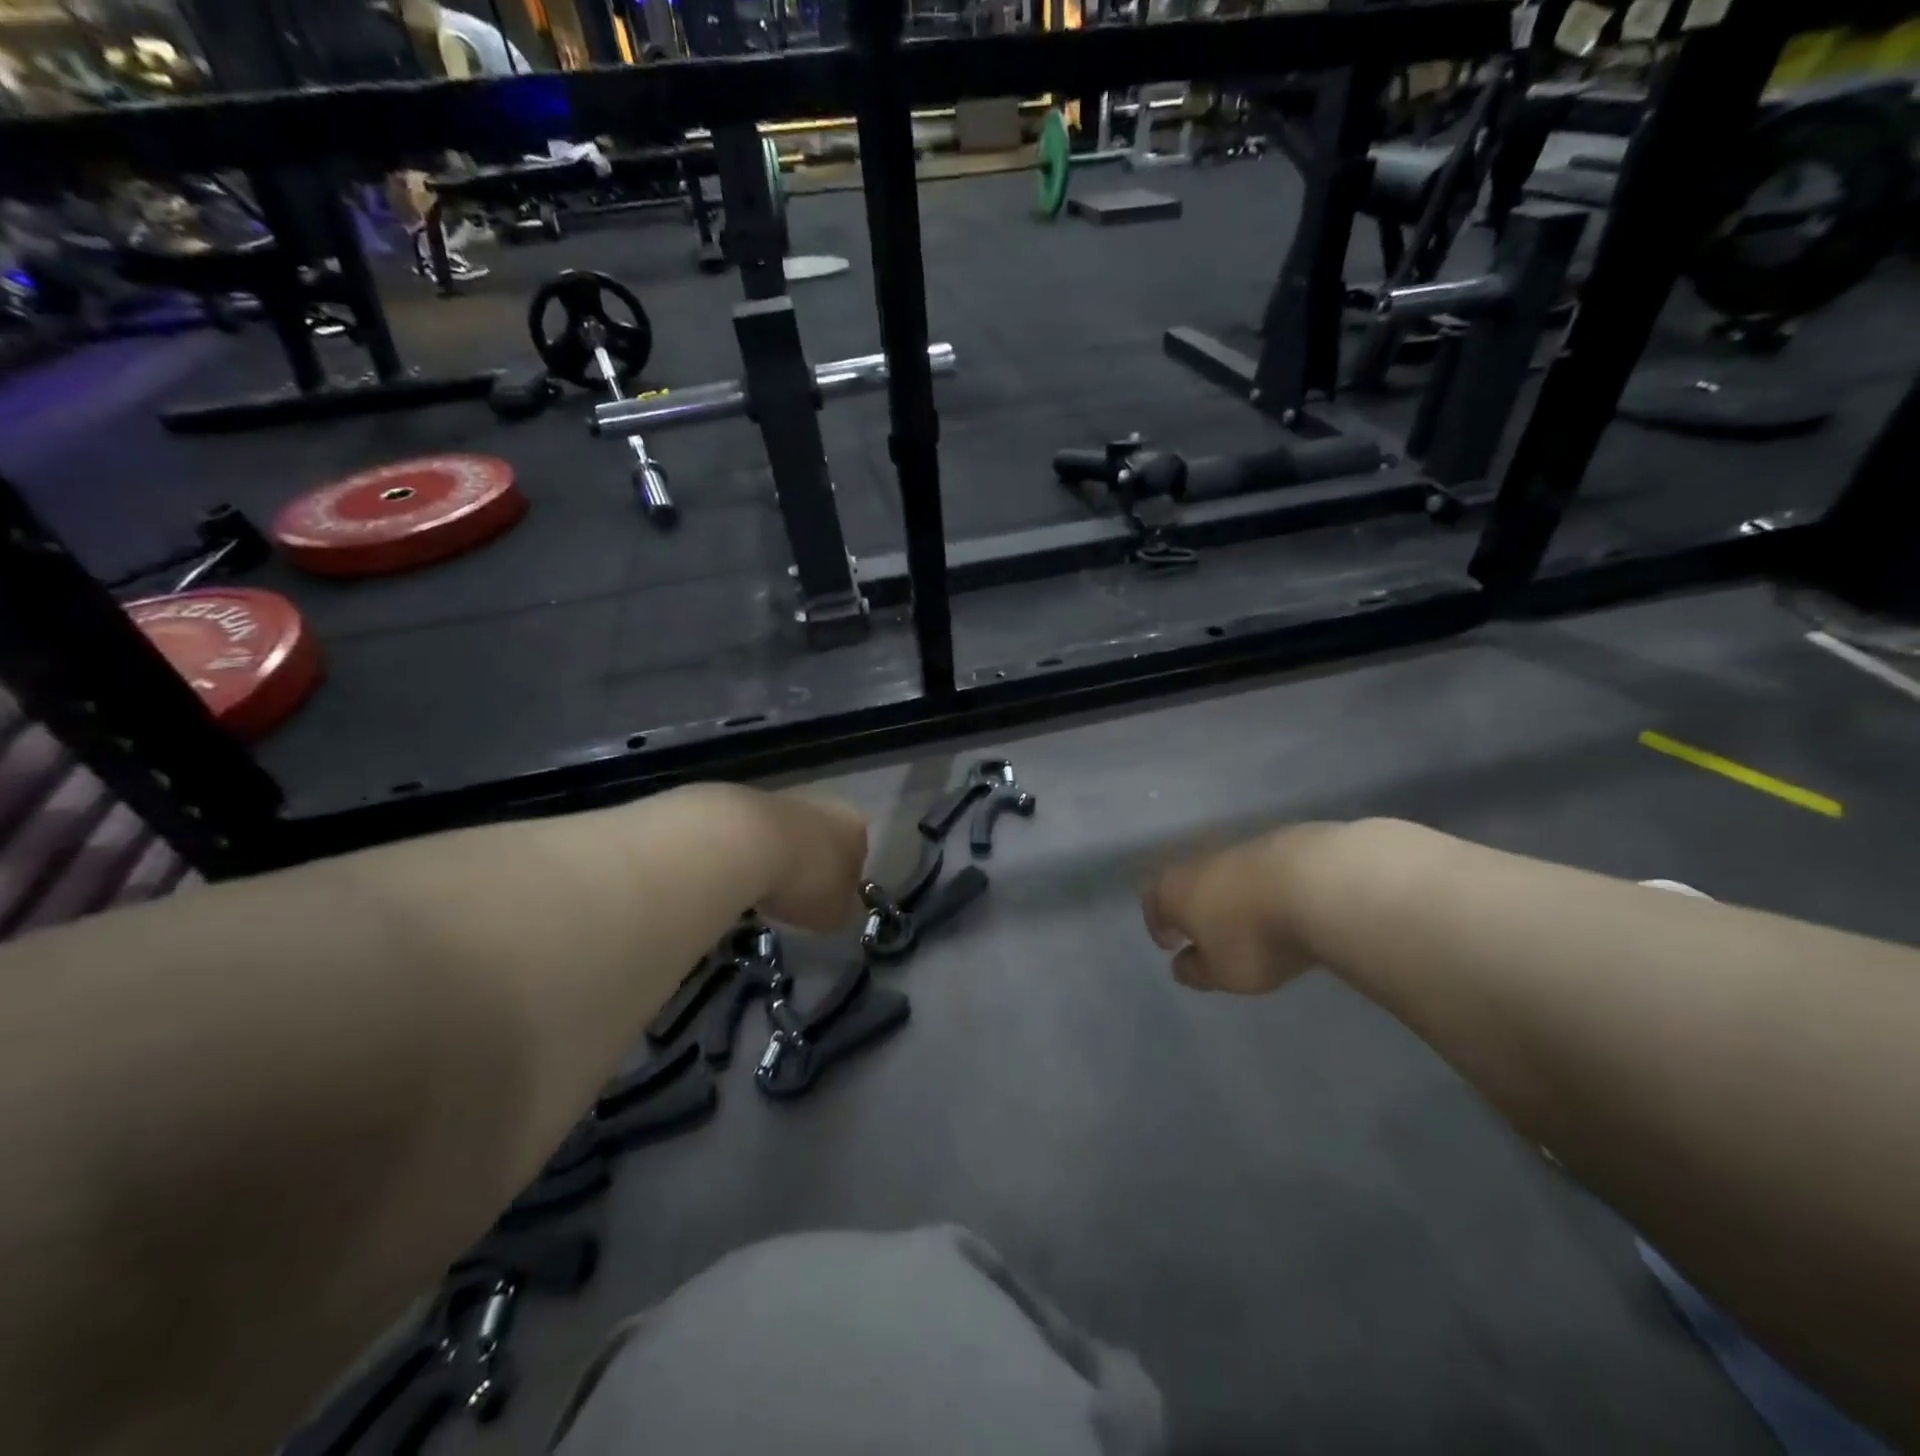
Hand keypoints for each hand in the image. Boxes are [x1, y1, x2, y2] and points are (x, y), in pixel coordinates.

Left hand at [751, 791, 868, 932]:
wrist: (745, 843)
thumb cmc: (805, 881)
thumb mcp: (835, 914)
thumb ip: (843, 909)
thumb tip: (840, 905)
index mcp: (858, 830)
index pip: (858, 859)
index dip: (843, 884)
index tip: (826, 903)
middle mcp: (829, 807)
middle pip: (824, 842)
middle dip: (812, 866)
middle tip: (795, 896)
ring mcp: (789, 801)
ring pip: (792, 835)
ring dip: (782, 858)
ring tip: (763, 888)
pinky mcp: (751, 801)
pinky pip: (760, 834)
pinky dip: (754, 852)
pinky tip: (741, 873)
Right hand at [1142, 825, 1339, 993]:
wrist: (1319, 885)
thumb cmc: (1255, 936)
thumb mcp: (1222, 972)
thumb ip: (1197, 971)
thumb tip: (1181, 965)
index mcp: (1174, 892)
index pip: (1153, 905)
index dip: (1158, 925)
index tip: (1171, 944)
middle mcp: (1198, 864)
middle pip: (1185, 884)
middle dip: (1192, 907)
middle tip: (1205, 931)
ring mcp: (1239, 848)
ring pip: (1223, 874)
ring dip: (1229, 896)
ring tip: (1248, 920)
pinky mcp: (1278, 842)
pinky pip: (1258, 870)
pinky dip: (1261, 886)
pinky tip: (1281, 904)